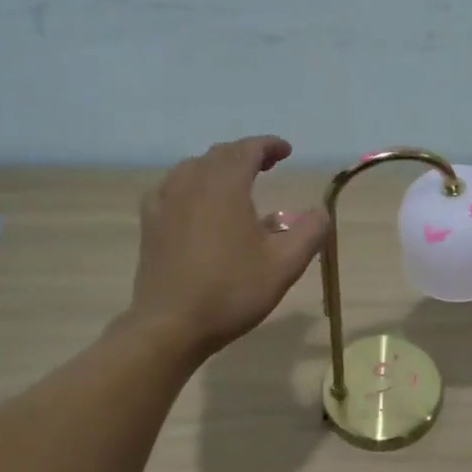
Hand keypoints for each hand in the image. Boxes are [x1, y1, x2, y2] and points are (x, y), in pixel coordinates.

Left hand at [128, 136, 329, 357]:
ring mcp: (165, 203)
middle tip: (267, 165)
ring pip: (192, 168)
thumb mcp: (285, 265)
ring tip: (234, 182)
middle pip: (219, 155)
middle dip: (245, 154)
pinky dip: (190, 185)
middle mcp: (191, 184)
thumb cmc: (232, 291)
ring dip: (217, 167)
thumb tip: (321, 212)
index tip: (286, 151)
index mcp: (225, 186)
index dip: (268, 145)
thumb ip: (309, 233)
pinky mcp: (150, 224)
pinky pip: (171, 188)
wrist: (171, 326)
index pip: (247, 150)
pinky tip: (195, 203)